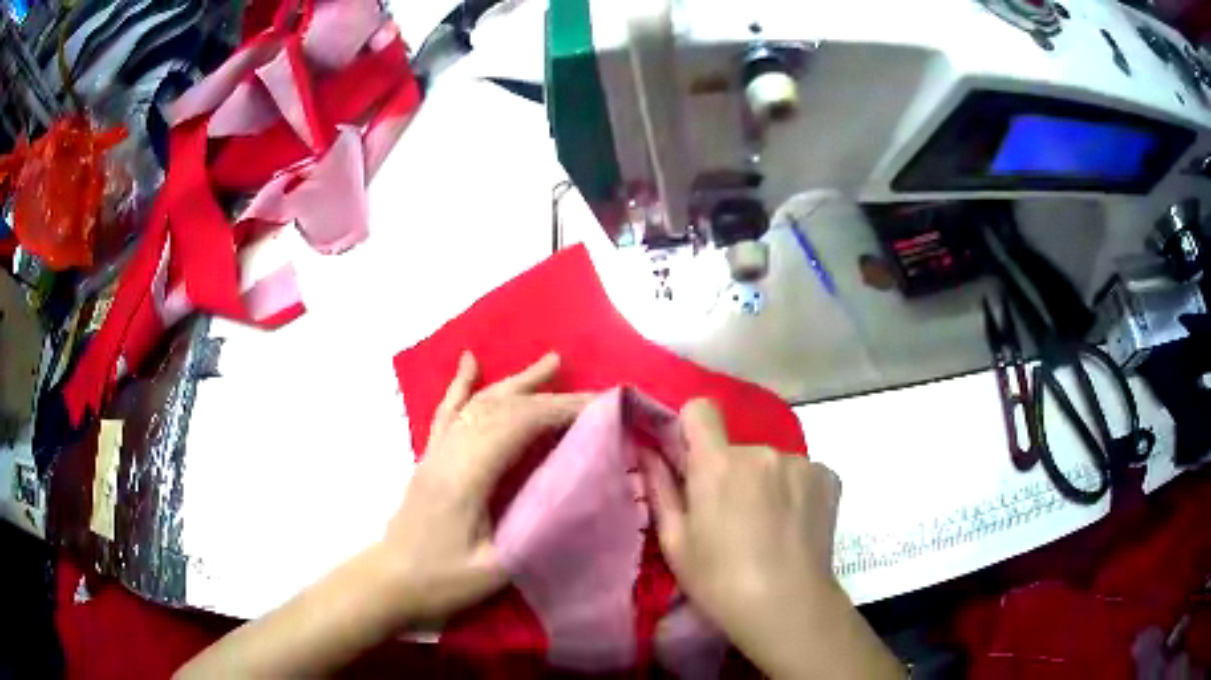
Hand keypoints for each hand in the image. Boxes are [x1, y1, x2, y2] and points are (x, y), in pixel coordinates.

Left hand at [381, 351, 590, 623]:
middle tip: (590, 393)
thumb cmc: (440, 582)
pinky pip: (447, 411)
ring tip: (550, 362)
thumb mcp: (495, 570)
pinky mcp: (429, 457)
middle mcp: (449, 453)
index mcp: (466, 477)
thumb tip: (575, 500)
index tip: (597, 409)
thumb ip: (534, 534)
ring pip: (478, 403)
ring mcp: (436, 451)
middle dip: (549, 395)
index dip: (558, 411)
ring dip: (517, 381)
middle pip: (501, 409)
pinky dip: (462, 383)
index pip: (516, 426)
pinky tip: (470, 362)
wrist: (389, 582)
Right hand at [648, 399, 899, 678]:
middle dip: (732, 472)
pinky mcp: (828, 477)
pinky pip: (802, 474)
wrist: (787, 606)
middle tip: (733, 517)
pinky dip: (795, 492)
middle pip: (738, 448)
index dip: (692, 429)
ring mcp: (800, 463)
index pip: (700, 409)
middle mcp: (761, 451)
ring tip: (769, 527)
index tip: (693, 460)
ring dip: (766, 483)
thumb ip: (660, 488)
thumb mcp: (676, 541)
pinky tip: (794, 526)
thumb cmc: (719, 580)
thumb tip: (648, 451)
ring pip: (772, 463)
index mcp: (718, 463)